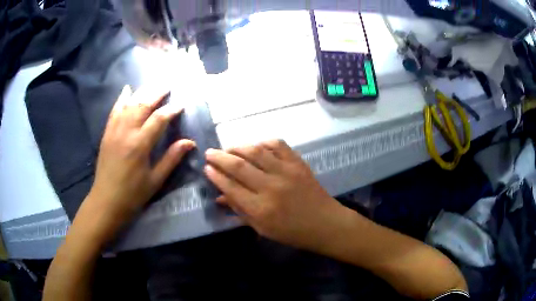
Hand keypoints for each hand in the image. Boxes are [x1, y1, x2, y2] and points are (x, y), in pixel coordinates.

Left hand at [87, 85, 194, 227]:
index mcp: (140, 145)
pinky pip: (114, 110)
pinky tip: (127, 90)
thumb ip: (171, 158)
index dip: (172, 109)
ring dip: (142, 92)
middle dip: (157, 93)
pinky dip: (121, 99)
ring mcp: (114, 130)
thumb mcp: (155, 180)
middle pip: (143, 105)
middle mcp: (126, 132)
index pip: (159, 119)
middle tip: (169, 86)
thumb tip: (189, 142)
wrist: (106, 200)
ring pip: (129, 104)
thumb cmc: (133, 194)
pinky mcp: (107, 133)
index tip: (182, 104)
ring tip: (153, 85)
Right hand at [204, 140, 350, 251]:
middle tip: (210, 153)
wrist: (325, 223)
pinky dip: (264, 143)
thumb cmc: (292, 232)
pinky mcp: (298, 163)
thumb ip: (240, 211)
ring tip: (228, 148)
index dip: (215, 176)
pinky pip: (278, 145)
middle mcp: (271, 187)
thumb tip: (219, 197)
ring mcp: (286, 172)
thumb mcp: (262, 228)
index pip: (230, 187)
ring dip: (238, 147)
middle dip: (220, 157)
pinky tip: (256, 146)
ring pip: (256, 151)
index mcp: (260, 209)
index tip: (206, 168)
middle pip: (239, 166)